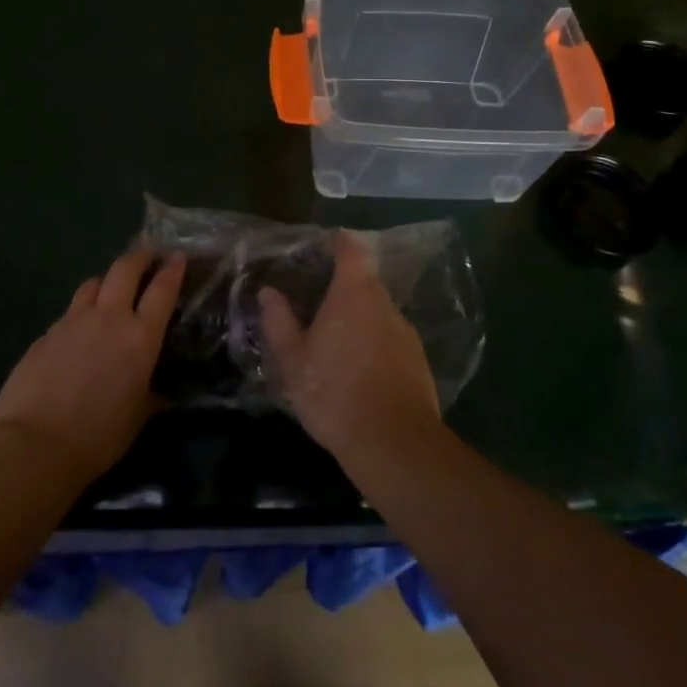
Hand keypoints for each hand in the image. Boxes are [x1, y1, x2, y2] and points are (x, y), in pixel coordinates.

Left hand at [0, 248, 186, 485]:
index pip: (162, 290)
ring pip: (93, 283)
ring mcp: (73, 321)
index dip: (172, 269)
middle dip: (139, 257)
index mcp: (140, 337)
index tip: (178, 256)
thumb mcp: (137, 417)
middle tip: (147, 257)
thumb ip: (150, 395)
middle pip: (125, 269)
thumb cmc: (97, 437)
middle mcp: (108, 318)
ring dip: (106, 281)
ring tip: (110, 290)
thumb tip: (158, 391)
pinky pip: (69, 312)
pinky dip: (79, 313)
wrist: (34, 444)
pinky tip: (78, 333)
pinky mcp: (46, 333)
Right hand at [259, 232, 441, 465]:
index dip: (338, 242)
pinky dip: (373, 344)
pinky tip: (358, 371)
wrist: (394, 443)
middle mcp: (384, 304)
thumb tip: (268, 291)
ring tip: (334, 343)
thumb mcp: (294, 361)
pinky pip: (390, 339)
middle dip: (342, 288)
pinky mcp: (418, 360)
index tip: (322, 246)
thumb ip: (279, 321)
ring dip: (358, 319)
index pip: (351, 250)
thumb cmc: (335, 393)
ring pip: (377, 313)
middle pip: (364, 282)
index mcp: (353, 293)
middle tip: (316, 305)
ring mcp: (405, 332)